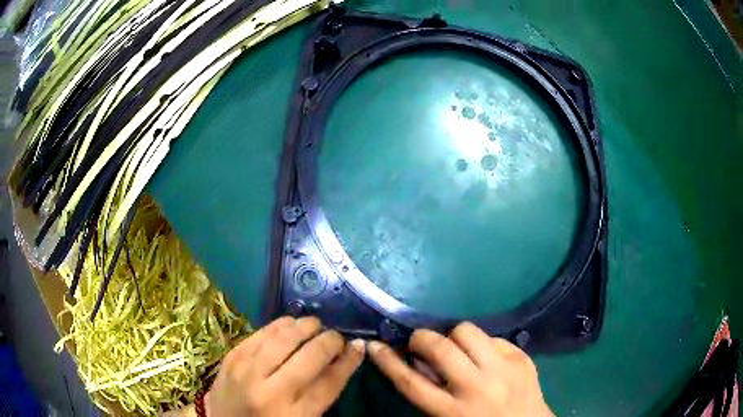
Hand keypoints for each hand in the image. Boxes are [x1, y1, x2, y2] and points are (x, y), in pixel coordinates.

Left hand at [206, 316, 364, 415]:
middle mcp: (272, 391)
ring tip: (316, 325)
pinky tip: (290, 323)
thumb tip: (343, 360)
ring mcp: (248, 371)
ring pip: (284, 338)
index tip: (359, 346)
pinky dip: (280, 325)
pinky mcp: (233, 356)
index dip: (348, 361)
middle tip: (337, 336)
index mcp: (294, 414)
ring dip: (305, 327)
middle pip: (310, 356)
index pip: (330, 382)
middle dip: (330, 340)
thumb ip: (321, 394)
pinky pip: (261, 333)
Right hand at [368, 322, 552, 416]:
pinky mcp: (522, 358)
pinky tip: (486, 357)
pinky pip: (494, 337)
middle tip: (420, 343)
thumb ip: (431, 394)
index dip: (388, 362)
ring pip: (468, 331)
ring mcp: (503, 369)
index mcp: (452, 411)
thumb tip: (418, 362)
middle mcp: (477, 388)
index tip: (375, 345)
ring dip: (454, 336)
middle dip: (422, 338)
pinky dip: (483, 344)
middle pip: (439, 348)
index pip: (411, 382)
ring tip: (457, 348)